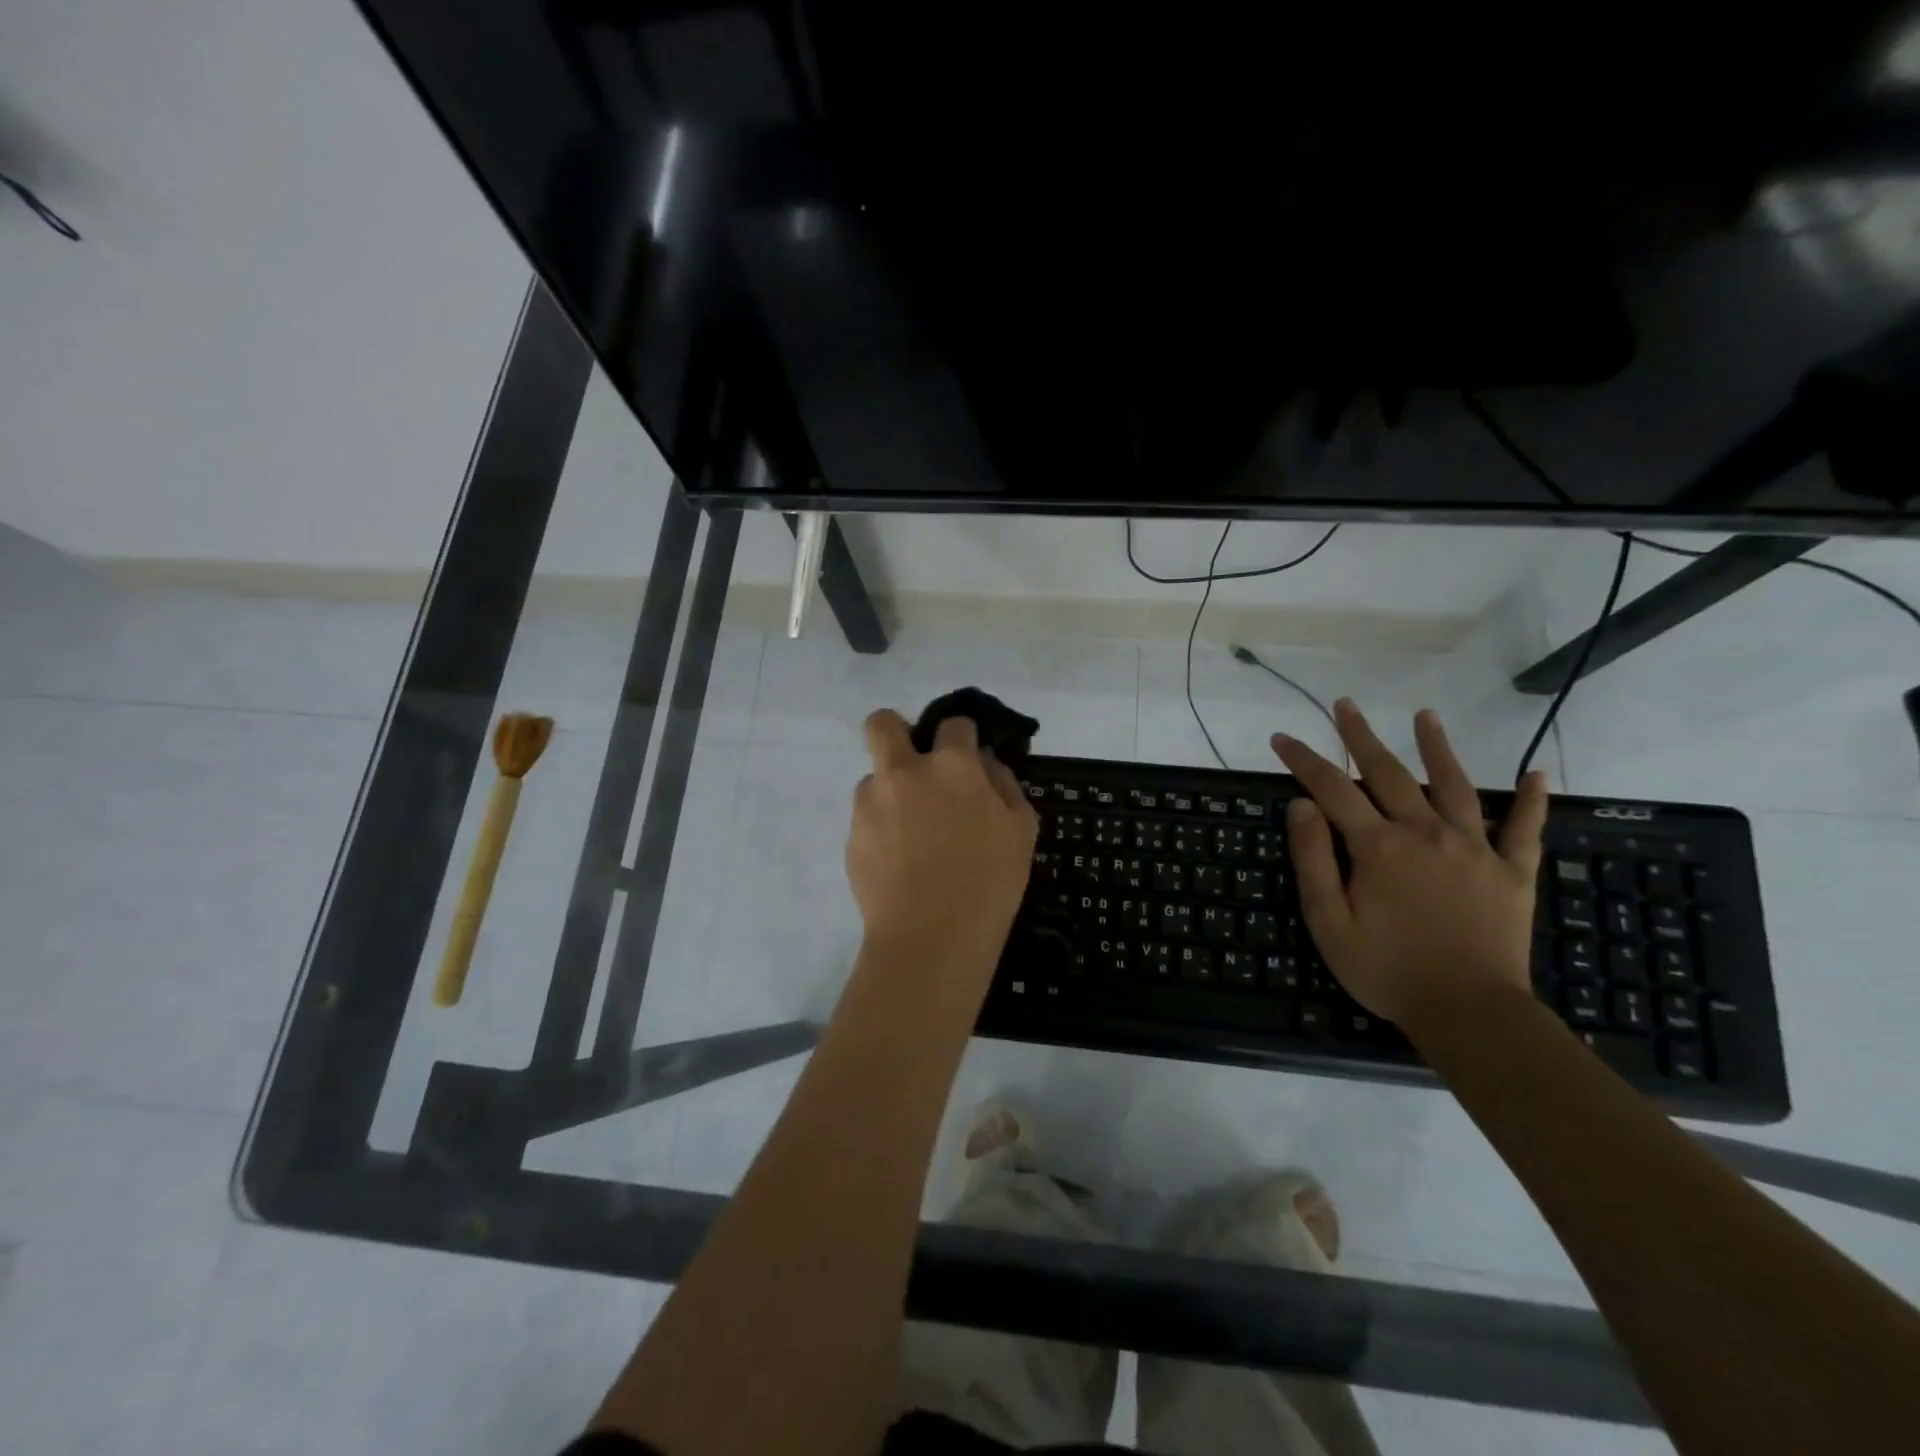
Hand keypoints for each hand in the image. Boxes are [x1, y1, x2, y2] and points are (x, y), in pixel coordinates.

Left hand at [846, 709, 1039, 974]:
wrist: (931, 937)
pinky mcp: (851, 835)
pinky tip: (899, 862)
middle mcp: (904, 772)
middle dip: (897, 731)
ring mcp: (871, 803)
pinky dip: (881, 829)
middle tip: (916, 765)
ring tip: (912, 835)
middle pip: (883, 724)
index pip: (953, 724)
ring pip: (873, 777)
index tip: (967, 757)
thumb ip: (1004, 785)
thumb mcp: (1022, 830)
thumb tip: (985, 763)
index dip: (962, 736)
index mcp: (952, 765)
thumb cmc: (989, 883)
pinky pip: (866, 818)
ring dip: (891, 792)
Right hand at [1271, 701, 1547, 1027]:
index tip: (1281, 738)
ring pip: (1453, 786)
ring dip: (1437, 748)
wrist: (1469, 1013)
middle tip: (1345, 704)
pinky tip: (1539, 775)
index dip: (1303, 760)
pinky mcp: (1512, 872)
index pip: (1332, 789)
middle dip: (1361, 736)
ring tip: (1425, 716)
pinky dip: (1532, 801)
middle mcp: (1425, 834)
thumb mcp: (1329, 921)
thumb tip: (1302, 805)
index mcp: (1378, 847)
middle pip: (1388, 773)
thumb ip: (1314, 859)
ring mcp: (1474, 849)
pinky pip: (1524, 829)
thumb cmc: (1387, 969)